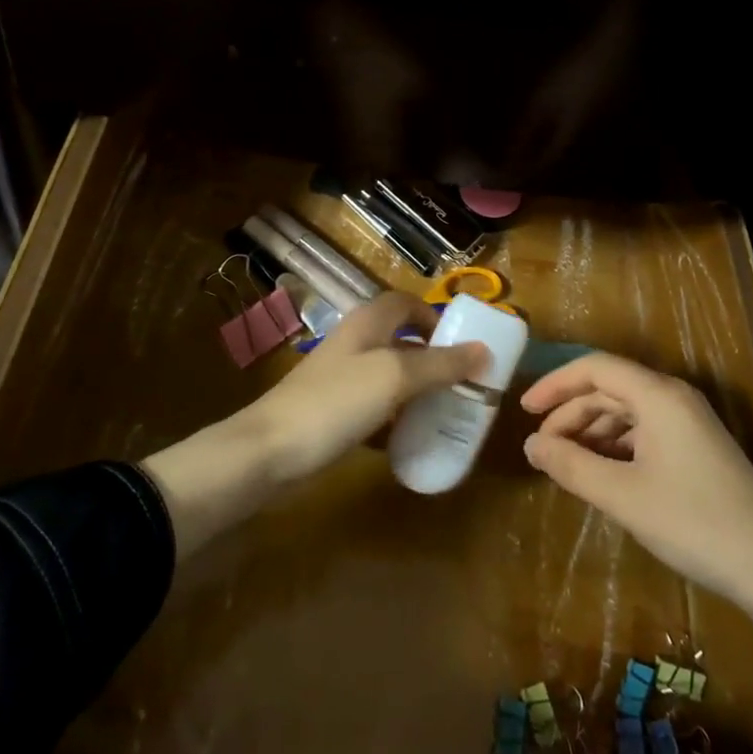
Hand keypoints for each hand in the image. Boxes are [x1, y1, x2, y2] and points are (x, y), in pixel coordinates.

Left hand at [245, 290, 486, 483]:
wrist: (268, 451)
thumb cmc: (335, 403)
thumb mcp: (395, 378)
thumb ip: (440, 364)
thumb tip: (484, 350)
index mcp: (367, 324)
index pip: (405, 302)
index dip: (434, 316)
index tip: (462, 344)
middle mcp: (354, 344)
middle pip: (400, 340)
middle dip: (432, 358)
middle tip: (463, 383)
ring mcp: (340, 380)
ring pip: (388, 376)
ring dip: (416, 390)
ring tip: (447, 412)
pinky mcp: (332, 413)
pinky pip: (374, 408)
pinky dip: (395, 419)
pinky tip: (411, 440)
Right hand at [519, 353, 752, 614]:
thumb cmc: (693, 523)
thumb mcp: (622, 496)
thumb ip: (571, 465)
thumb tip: (529, 446)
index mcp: (659, 395)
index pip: (595, 368)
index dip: (555, 384)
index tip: (524, 411)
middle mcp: (674, 399)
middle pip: (610, 389)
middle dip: (570, 414)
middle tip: (541, 449)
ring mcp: (690, 424)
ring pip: (627, 413)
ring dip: (591, 433)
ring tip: (565, 465)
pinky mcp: (697, 450)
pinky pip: (645, 433)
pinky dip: (615, 448)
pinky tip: (601, 475)